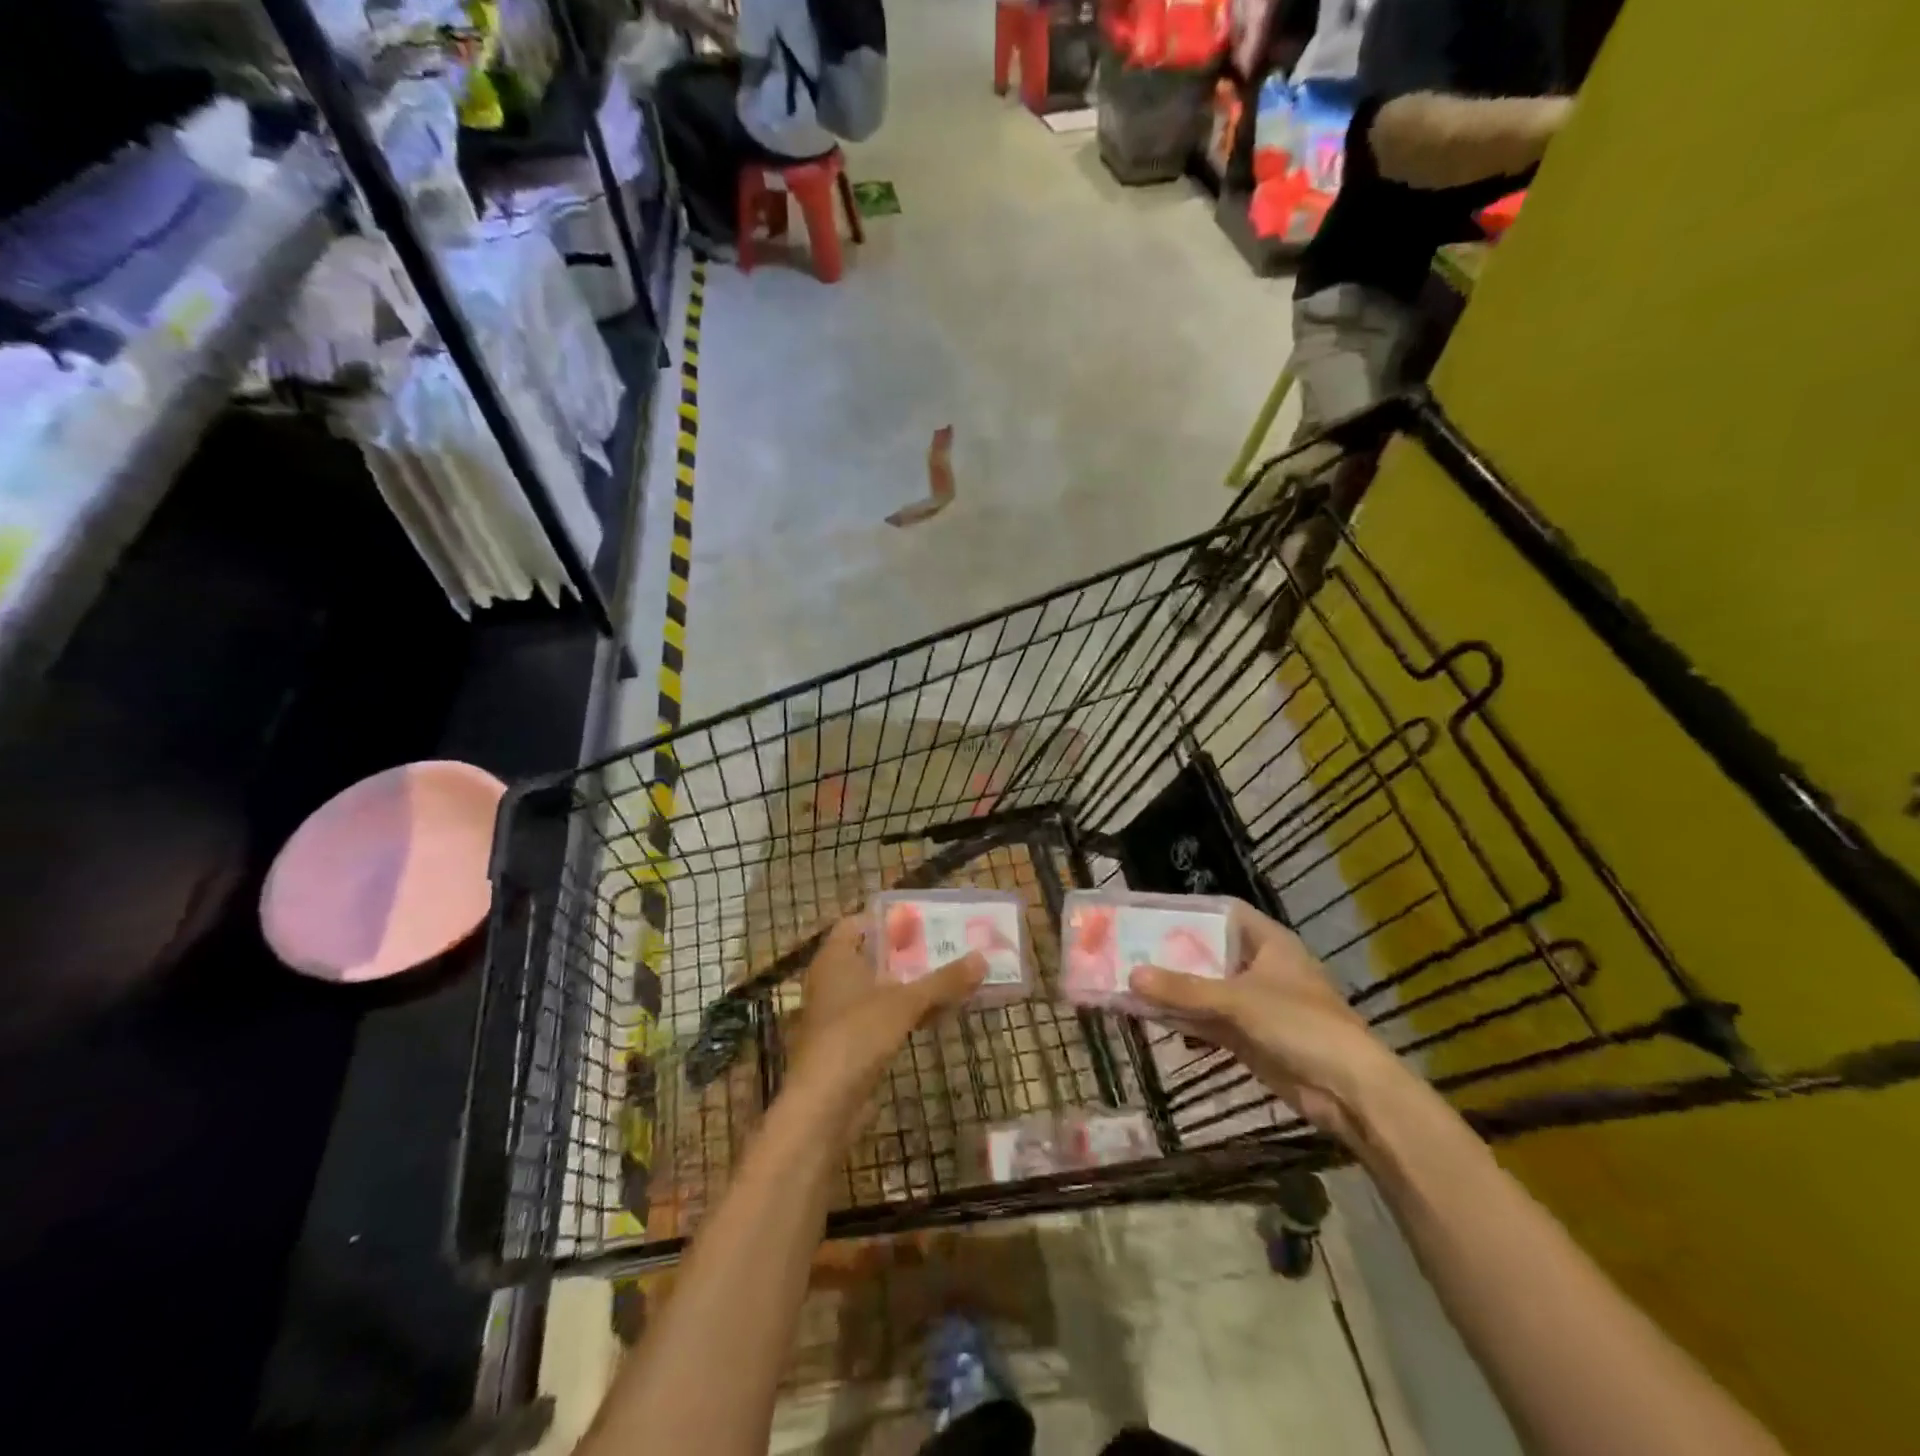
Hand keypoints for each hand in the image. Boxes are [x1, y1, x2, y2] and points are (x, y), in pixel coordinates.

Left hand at [787, 916, 986, 1101]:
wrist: (823, 1105)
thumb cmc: (857, 1035)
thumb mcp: (905, 1003)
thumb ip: (943, 980)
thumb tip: (982, 958)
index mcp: (836, 957)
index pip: (857, 923)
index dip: (887, 919)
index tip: (921, 920)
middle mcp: (832, 980)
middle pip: (872, 956)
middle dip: (907, 953)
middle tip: (945, 946)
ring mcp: (838, 1014)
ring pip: (879, 988)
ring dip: (909, 985)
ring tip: (949, 979)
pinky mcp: (848, 1043)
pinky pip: (880, 1016)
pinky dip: (904, 1012)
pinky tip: (935, 1016)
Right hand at [1128, 901, 1407, 1145]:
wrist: (1350, 1092)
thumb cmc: (1301, 1025)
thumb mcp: (1238, 1000)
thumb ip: (1184, 990)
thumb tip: (1132, 976)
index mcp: (1269, 942)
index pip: (1223, 912)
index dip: (1189, 911)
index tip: (1149, 913)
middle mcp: (1260, 967)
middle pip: (1209, 951)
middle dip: (1171, 953)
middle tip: (1127, 949)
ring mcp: (1254, 1004)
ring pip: (1205, 989)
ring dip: (1174, 990)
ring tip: (1128, 982)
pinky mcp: (1249, 1037)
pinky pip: (1208, 1020)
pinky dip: (1184, 1019)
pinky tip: (1150, 1017)